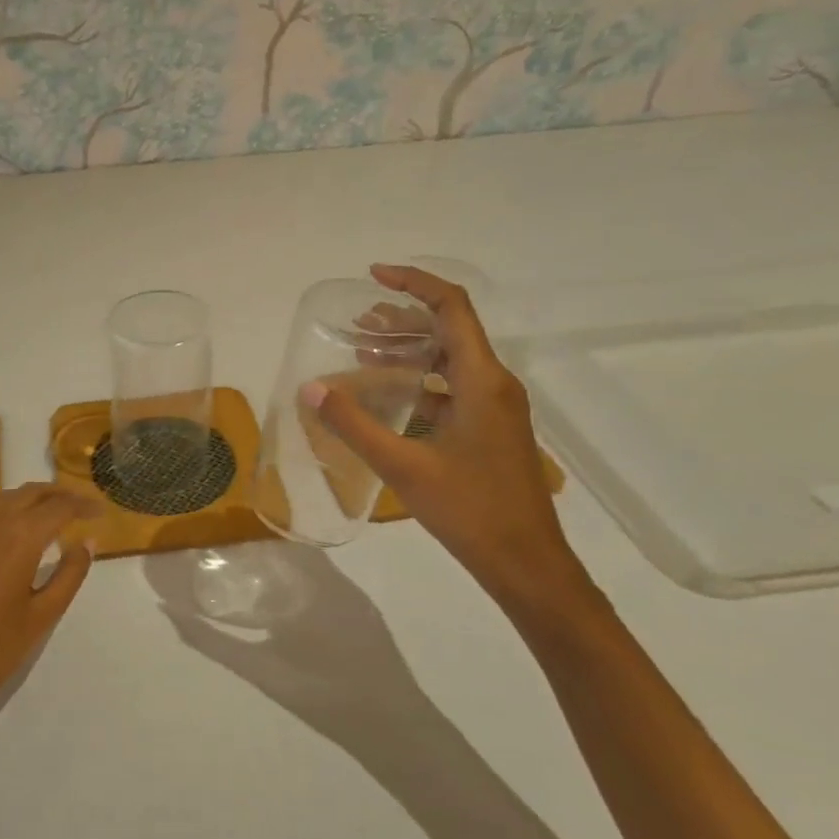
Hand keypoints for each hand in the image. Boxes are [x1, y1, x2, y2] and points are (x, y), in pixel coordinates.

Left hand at [0, 484, 96, 776]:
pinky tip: (8, 540)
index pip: (59, 507)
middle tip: (79, 508)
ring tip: (47, 518)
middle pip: (29, 493)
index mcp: (19, 538)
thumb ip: (69, 574)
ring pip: (1, 501)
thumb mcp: (41, 616)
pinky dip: (3, 516)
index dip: (83, 506)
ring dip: (29, 501)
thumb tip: (88, 542)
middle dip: (57, 494)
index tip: (100, 513)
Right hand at [304, 264, 589, 610]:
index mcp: (481, 380)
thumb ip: (353, 424)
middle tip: (357, 322)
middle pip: (449, 330)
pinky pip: (453, 389)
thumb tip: (310, 388)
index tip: (374, 274)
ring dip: (410, 351)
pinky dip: (420, 382)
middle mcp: (494, 384)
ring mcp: (496, 408)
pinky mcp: (491, 430)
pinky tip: (388, 398)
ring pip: (450, 361)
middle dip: (403, 319)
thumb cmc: (470, 510)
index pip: (451, 307)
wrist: (527, 564)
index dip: (414, 283)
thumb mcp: (403, 465)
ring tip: (364, 350)